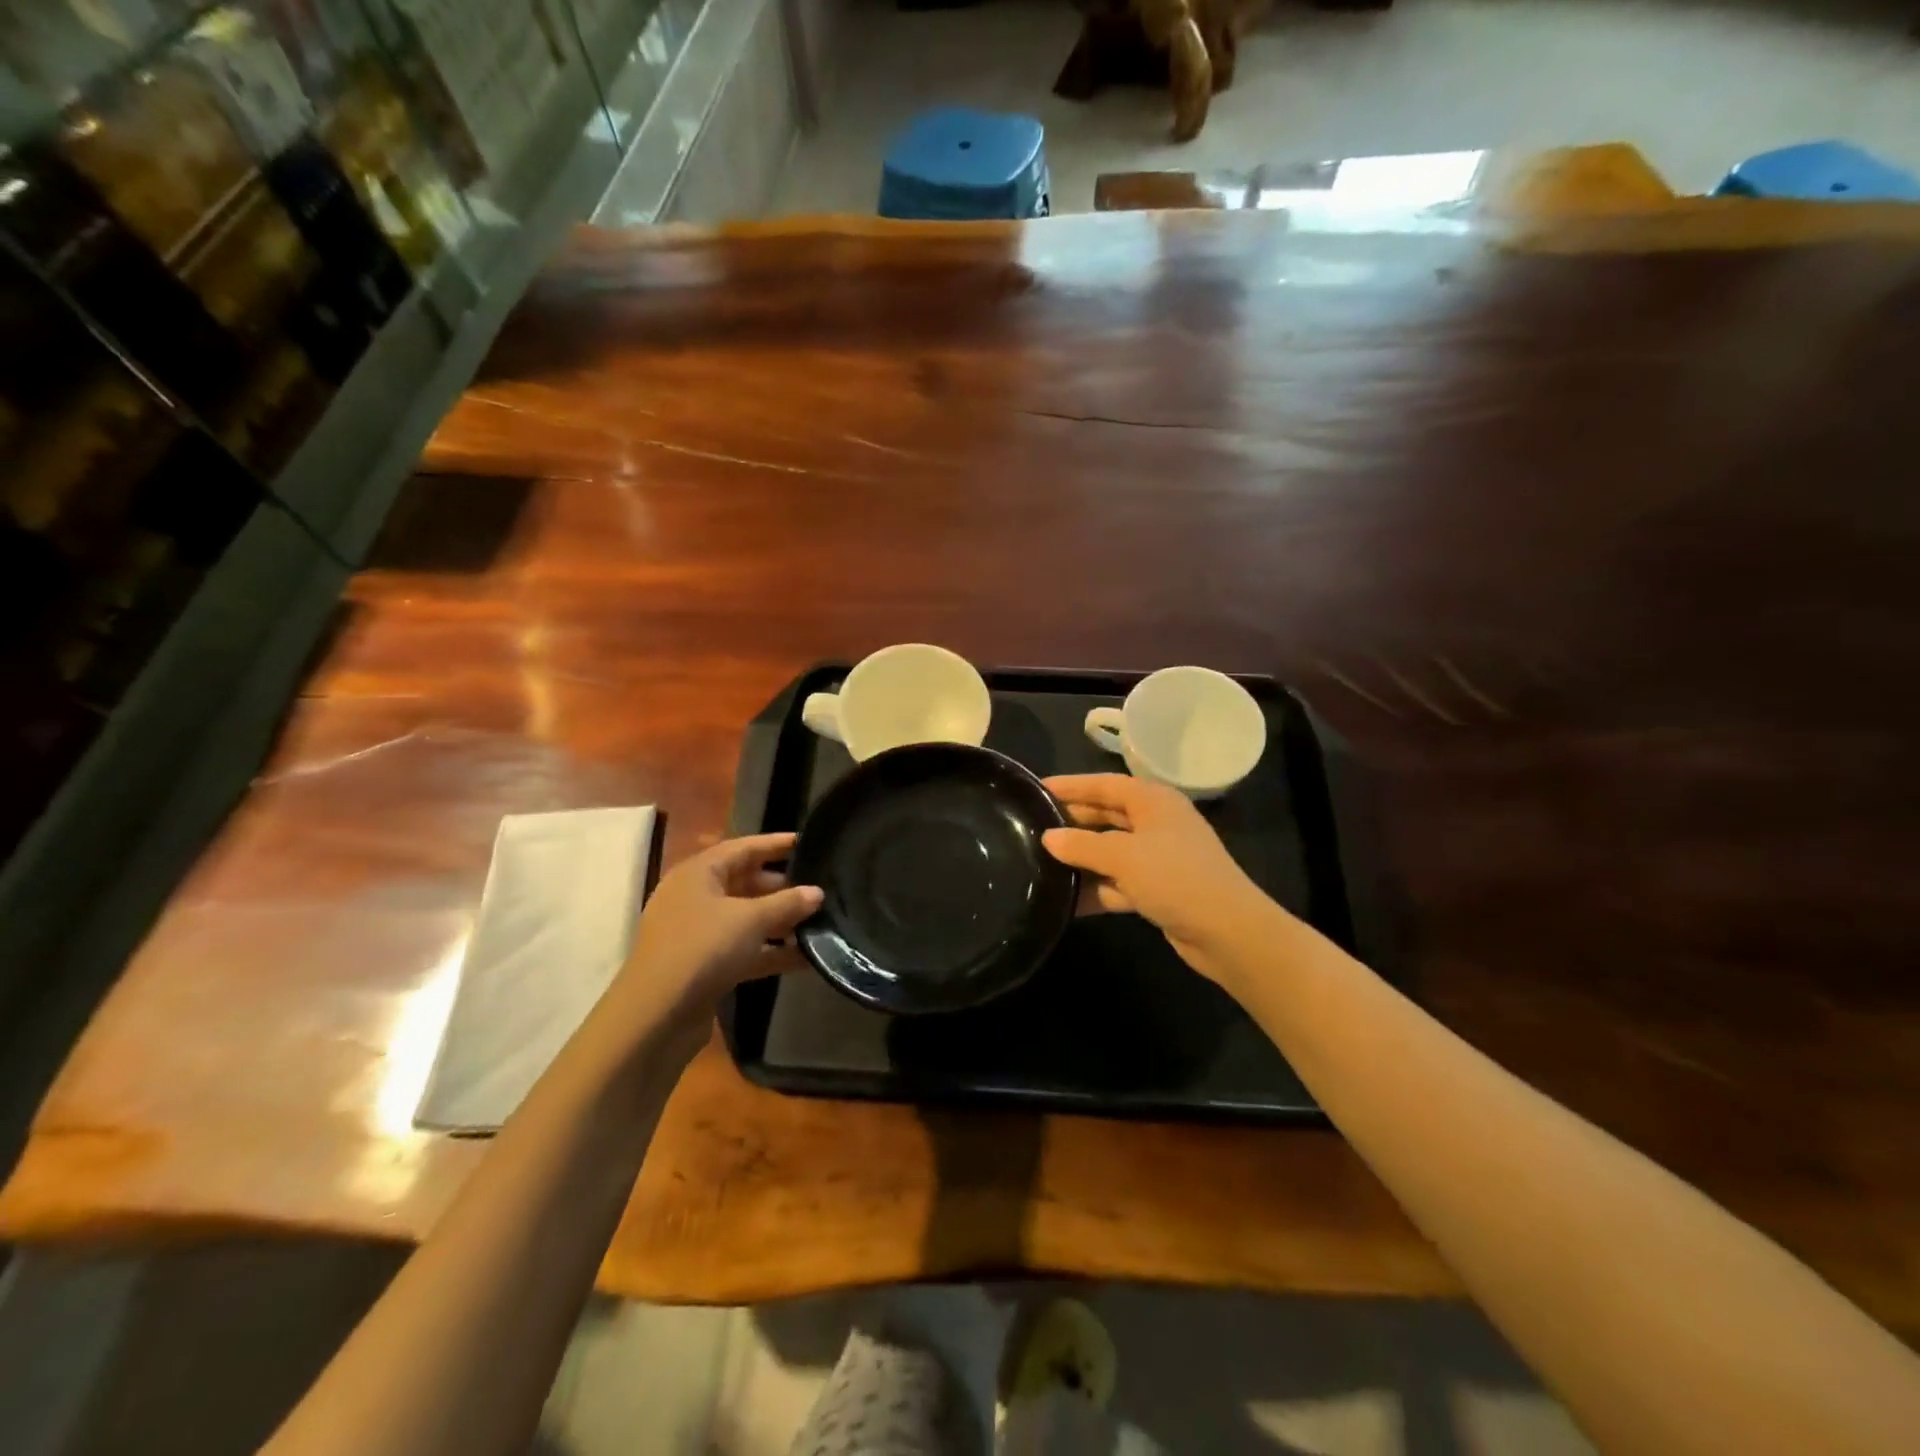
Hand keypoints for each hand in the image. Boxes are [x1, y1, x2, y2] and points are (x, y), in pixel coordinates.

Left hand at [604, 833, 820, 1044]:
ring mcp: (699, 933)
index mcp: (699, 873)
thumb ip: (787, 903)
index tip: (809, 842)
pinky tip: (806, 958)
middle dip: (783, 886)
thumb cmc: (702, 949)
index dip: (776, 843)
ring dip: (781, 921)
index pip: (743, 847)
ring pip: (747, 918)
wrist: (656, 1017)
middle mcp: (696, 897)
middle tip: (821, 886)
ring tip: (821, 921)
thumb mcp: (750, 920)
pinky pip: (745, 949)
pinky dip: (771, 951)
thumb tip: (817, 892)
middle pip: (746, 882)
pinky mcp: (705, 965)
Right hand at [1043, 774, 1276, 990]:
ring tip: (1040, 863)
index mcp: (1154, 801)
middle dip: (1072, 822)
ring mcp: (1158, 858)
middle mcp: (1156, 823)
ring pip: (1110, 851)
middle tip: (1031, 827)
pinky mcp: (1157, 889)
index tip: (1036, 789)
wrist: (1228, 932)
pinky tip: (1065, 900)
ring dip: (1081, 859)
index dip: (1071, 786)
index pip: (1104, 784)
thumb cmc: (1175, 878)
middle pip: (1106, 815)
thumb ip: (1082, 845)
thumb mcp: (1123, 856)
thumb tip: (1048, 838)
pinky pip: (1117, 882)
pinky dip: (1095, 889)